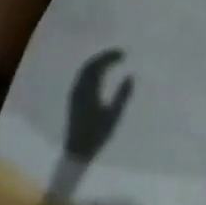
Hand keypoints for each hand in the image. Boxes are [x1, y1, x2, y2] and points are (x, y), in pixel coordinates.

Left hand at [64, 47, 133, 161]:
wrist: (77, 150)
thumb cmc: (97, 134)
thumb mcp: (114, 115)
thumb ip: (122, 94)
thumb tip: (131, 76)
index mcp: (87, 91)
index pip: (97, 67)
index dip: (109, 57)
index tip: (124, 54)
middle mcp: (78, 89)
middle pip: (89, 66)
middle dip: (104, 57)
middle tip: (120, 54)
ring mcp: (75, 93)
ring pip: (85, 71)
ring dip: (98, 63)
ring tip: (113, 60)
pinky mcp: (75, 99)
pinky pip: (83, 78)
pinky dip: (94, 71)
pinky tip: (102, 73)